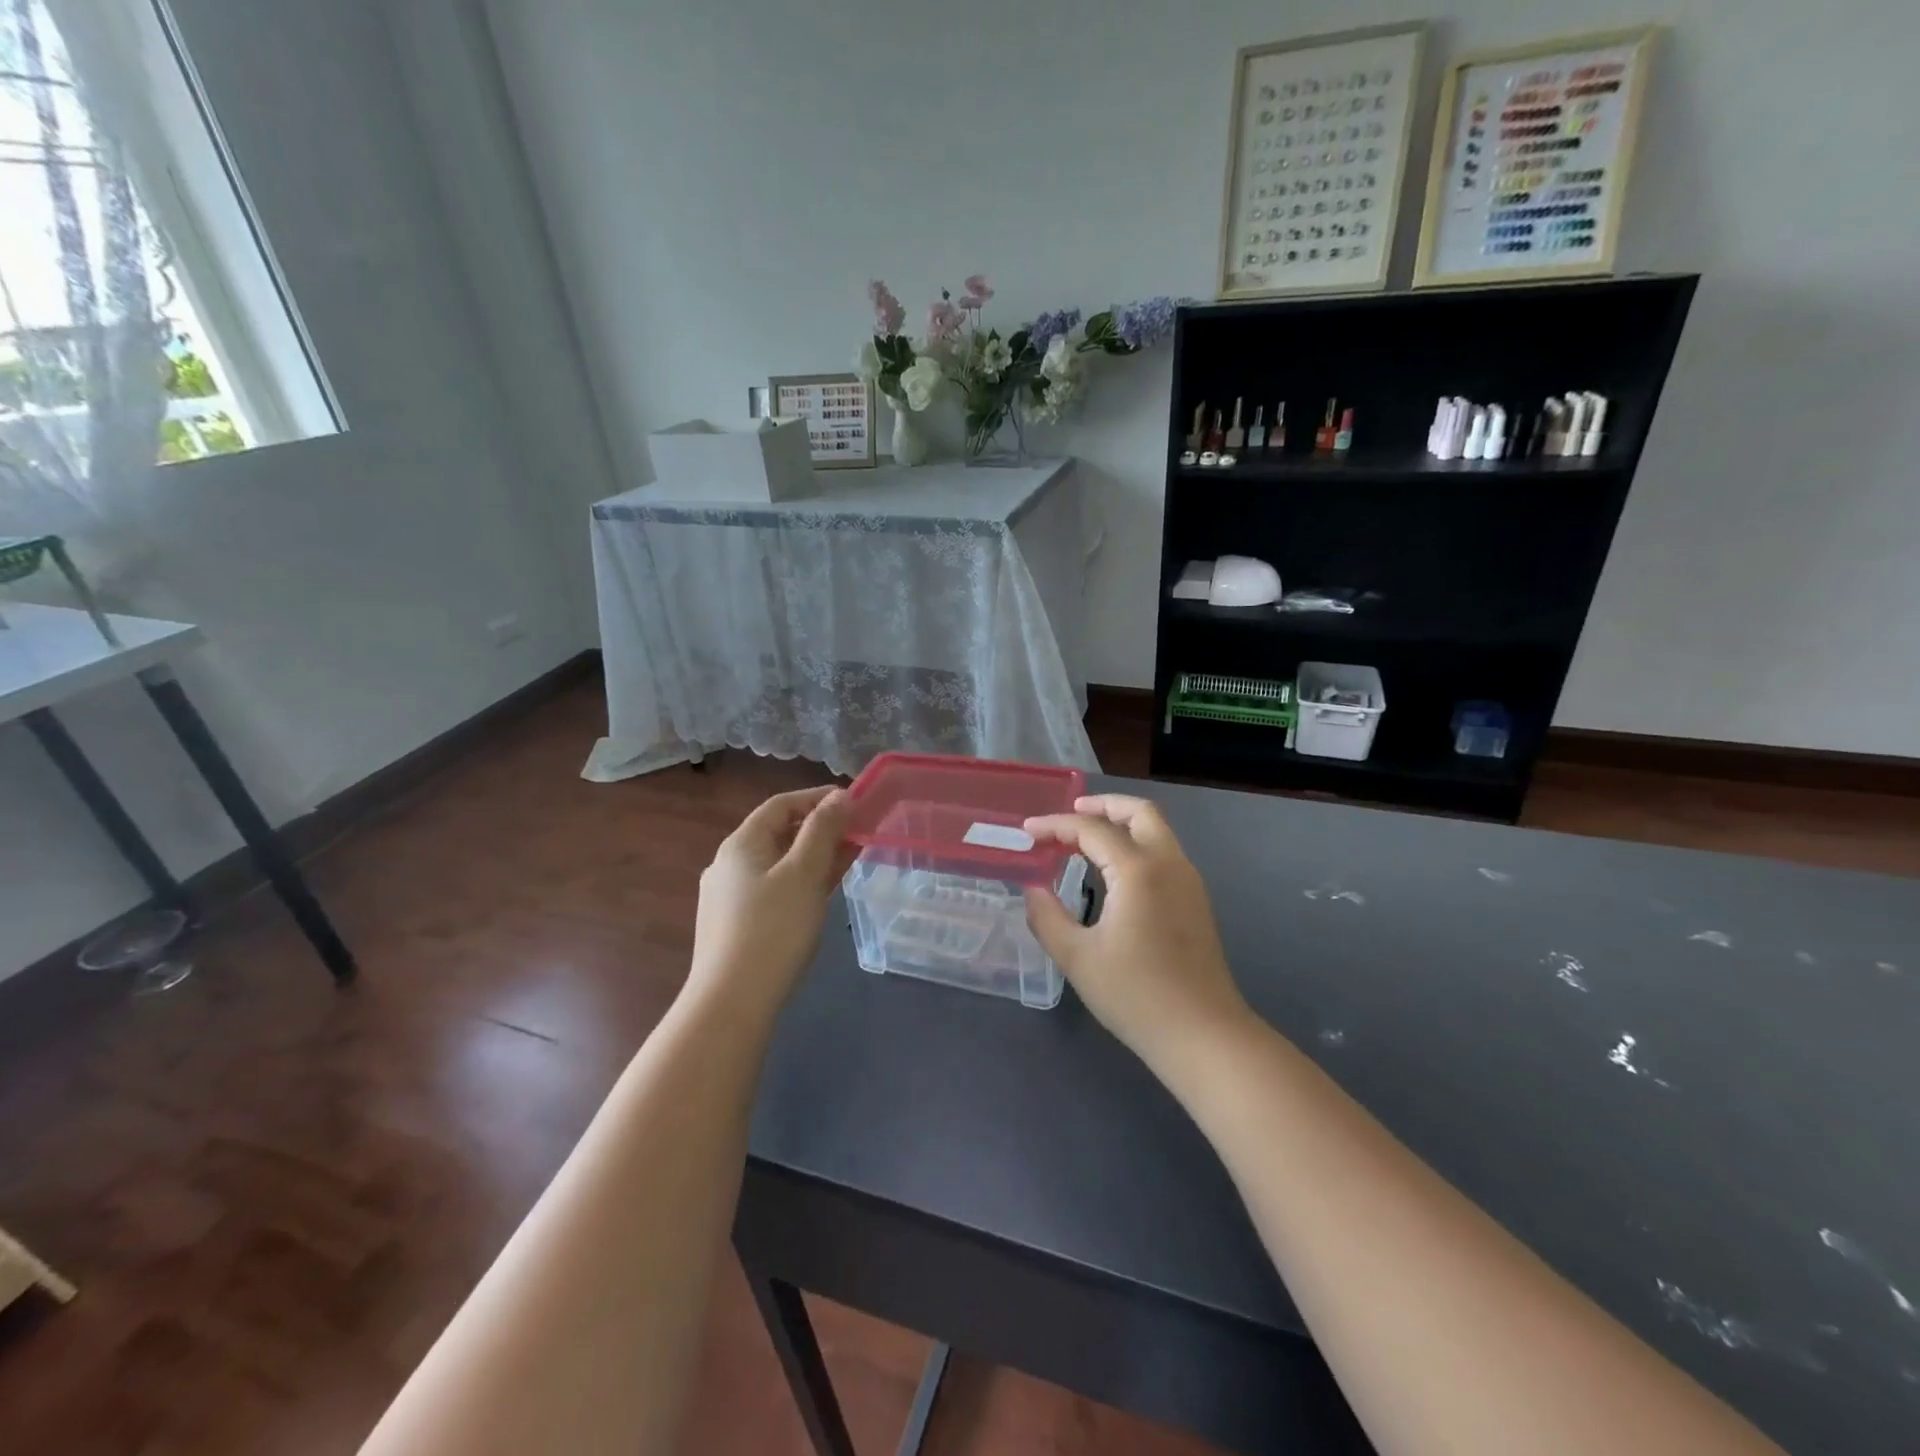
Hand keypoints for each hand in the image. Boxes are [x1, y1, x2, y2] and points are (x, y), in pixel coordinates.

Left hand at [689, 787, 855, 1017]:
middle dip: (821, 829)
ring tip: (850, 859)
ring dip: (815, 856)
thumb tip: (839, 797)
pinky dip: (802, 882)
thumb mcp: (804, 874)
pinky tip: (823, 894)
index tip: (854, 803)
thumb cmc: (773, 929)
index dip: (818, 798)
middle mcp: (730, 864)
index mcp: (740, 844)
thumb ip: (823, 831)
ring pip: (779, 864)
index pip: (781, 804)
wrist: (732, 1003)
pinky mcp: (737, 926)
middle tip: (859, 832)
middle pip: (779, 833)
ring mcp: (731, 897)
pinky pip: (775, 889)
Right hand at [1023, 795, 1251, 1077]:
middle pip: (1139, 812)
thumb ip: (1047, 916)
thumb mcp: (1077, 958)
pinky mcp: (1195, 901)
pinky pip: (1164, 853)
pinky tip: (1113, 870)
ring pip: (1157, 830)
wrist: (1203, 1034)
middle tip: (1070, 814)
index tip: (1027, 831)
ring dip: (1122, 823)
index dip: (1055, 826)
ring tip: (1086, 838)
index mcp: (1138, 870)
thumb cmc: (1136, 995)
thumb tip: (1033, 888)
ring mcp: (1188, 881)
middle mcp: (1169, 864)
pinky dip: (1137, 844)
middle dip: (1103, 805)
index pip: (1091, 830)